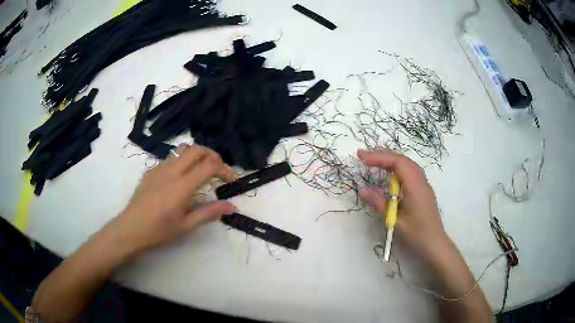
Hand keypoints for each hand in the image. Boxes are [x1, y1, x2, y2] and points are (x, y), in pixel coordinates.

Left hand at [107, 145, 236, 254]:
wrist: (131, 227)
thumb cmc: (159, 230)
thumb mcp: (186, 225)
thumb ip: (209, 213)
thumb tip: (232, 207)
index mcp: (182, 185)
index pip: (210, 165)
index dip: (225, 170)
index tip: (231, 181)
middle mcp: (172, 170)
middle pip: (197, 149)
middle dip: (213, 155)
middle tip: (219, 170)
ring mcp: (160, 168)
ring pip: (183, 149)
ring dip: (197, 155)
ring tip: (202, 170)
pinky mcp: (152, 170)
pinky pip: (171, 157)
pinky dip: (183, 160)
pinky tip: (181, 177)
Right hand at [357, 148, 445, 258]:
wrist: (434, 244)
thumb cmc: (416, 234)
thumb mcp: (394, 220)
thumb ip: (378, 203)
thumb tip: (361, 190)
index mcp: (415, 187)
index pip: (398, 163)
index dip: (380, 158)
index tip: (363, 159)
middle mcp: (421, 181)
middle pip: (402, 160)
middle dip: (383, 155)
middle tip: (363, 155)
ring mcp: (423, 185)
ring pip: (407, 165)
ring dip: (391, 159)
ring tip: (374, 159)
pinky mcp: (422, 190)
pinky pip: (410, 172)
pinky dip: (397, 168)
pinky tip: (389, 173)